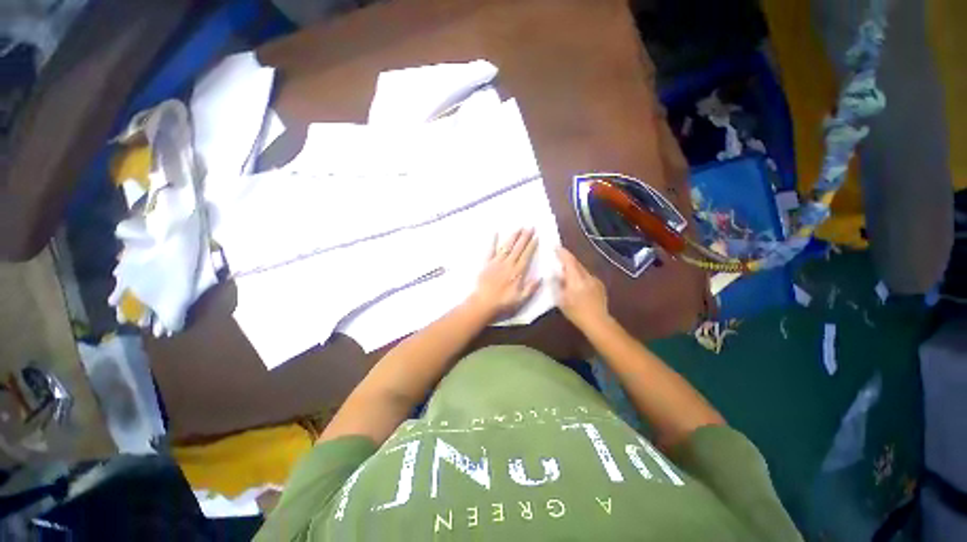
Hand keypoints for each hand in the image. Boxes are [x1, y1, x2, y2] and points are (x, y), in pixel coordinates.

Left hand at [467, 229, 540, 320]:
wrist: (483, 303)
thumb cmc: (503, 302)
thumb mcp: (521, 299)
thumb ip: (531, 288)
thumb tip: (540, 277)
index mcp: (517, 272)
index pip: (526, 256)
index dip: (532, 246)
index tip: (536, 237)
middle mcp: (508, 264)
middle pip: (518, 248)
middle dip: (525, 237)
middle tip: (530, 227)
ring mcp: (496, 262)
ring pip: (506, 246)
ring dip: (513, 237)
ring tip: (519, 228)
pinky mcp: (487, 263)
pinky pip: (490, 250)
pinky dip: (493, 241)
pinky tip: (495, 232)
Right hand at [555, 247, 609, 329]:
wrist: (598, 322)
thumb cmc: (576, 312)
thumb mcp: (561, 299)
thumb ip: (557, 284)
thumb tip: (554, 273)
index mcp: (576, 278)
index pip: (569, 261)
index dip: (562, 253)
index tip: (555, 246)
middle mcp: (587, 276)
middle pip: (576, 263)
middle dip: (567, 259)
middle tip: (558, 257)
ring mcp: (595, 280)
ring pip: (582, 270)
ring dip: (574, 268)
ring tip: (566, 272)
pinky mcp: (600, 286)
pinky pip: (587, 276)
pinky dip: (580, 276)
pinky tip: (578, 284)